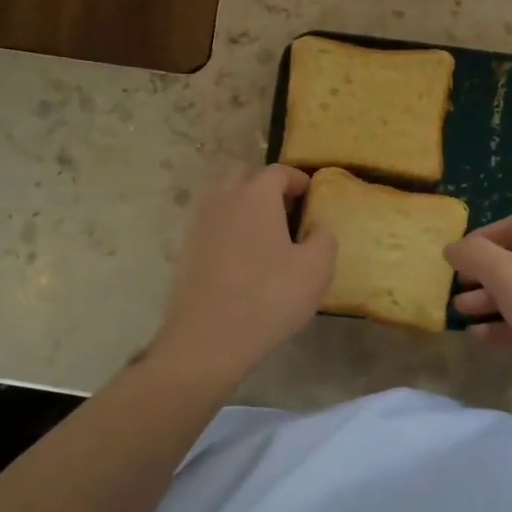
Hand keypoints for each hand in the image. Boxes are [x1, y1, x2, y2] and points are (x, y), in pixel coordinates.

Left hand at [151, 165, 335, 382]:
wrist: (207, 340)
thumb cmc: (269, 298)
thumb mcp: (316, 269)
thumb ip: (324, 238)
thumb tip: (317, 228)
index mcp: (256, 195)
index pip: (280, 172)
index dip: (300, 181)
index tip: (313, 200)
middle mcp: (223, 199)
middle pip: (246, 176)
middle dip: (268, 187)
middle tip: (288, 214)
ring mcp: (199, 223)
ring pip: (225, 199)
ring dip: (246, 207)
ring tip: (267, 237)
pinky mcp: (187, 249)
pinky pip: (213, 224)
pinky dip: (229, 229)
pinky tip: (244, 260)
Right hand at [446, 215, 511, 403]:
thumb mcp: (510, 276)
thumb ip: (475, 257)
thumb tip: (452, 246)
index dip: (481, 237)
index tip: (455, 257)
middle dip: (481, 273)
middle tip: (454, 289)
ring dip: (488, 301)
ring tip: (460, 314)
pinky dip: (504, 327)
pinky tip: (480, 339)